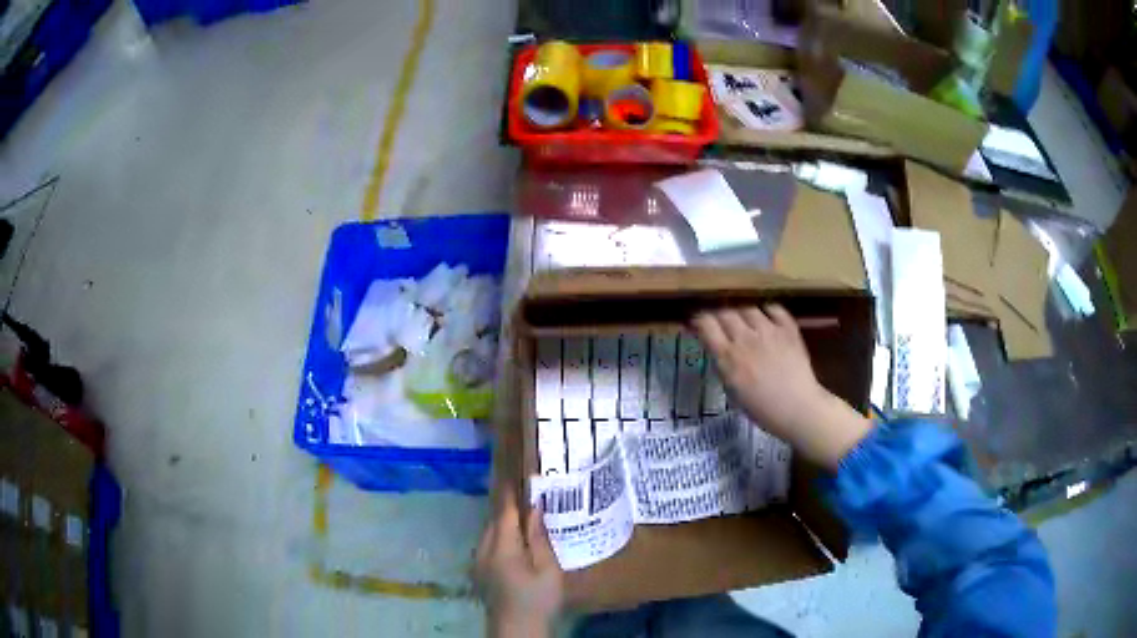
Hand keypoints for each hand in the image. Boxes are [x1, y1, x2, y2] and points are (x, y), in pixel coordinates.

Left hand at [474, 490, 562, 637]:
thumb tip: (535, 509)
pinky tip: (513, 542)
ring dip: (502, 522)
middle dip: (507, 507)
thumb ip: (539, 538)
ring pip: (489, 532)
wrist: (516, 629)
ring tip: (522, 516)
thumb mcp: (548, 569)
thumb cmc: (538, 599)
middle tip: (525, 494)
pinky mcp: (478, 571)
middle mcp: (483, 549)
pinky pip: (487, 544)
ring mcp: (478, 561)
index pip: (504, 511)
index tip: (516, 473)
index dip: (510, 492)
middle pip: (494, 520)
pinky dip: (498, 536)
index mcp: (502, 547)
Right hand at [692, 305, 870, 469]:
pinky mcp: (788, 329)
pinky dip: (767, 311)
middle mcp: (745, 338)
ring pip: (748, 309)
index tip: (697, 323)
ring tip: (744, 321)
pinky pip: (774, 309)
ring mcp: (768, 330)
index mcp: (727, 356)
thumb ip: (724, 365)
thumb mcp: (732, 390)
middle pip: (725, 313)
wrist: (798, 408)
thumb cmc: (762, 409)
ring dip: (742, 313)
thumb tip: (718, 350)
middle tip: (720, 323)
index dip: (699, 320)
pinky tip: (766, 318)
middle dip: (719, 316)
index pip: (706, 324)